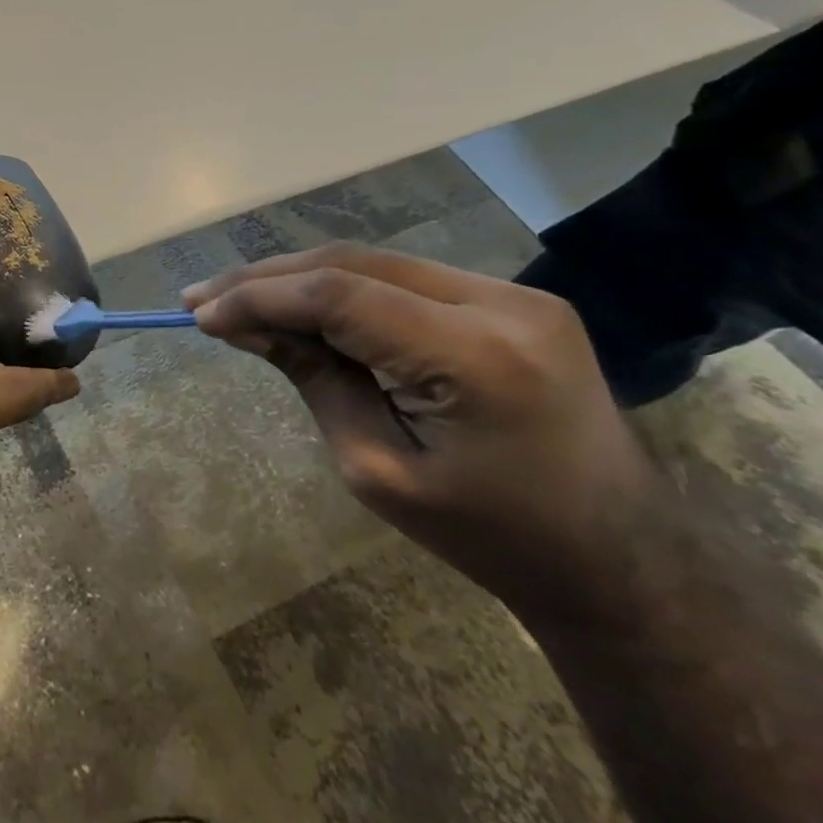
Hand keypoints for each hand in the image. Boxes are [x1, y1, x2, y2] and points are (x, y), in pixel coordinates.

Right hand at [183, 244, 663, 621]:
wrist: (622, 560)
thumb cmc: (492, 537)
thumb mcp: (377, 469)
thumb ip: (312, 378)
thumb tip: (242, 325)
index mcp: (475, 358)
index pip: (337, 295)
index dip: (258, 297)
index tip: (199, 315)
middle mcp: (500, 304)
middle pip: (350, 262)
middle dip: (267, 278)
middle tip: (202, 297)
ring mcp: (512, 293)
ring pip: (371, 261)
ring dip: (297, 277)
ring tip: (235, 298)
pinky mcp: (510, 298)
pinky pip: (399, 277)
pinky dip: (339, 287)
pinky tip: (299, 304)